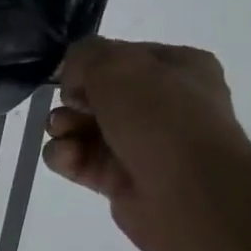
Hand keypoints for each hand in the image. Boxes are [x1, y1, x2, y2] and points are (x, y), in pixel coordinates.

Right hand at [42, 36, 250, 250]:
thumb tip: (71, 75)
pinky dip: (65, 157)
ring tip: (63, 135)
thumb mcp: (117, 66)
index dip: (90, 65)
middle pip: (96, 95)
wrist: (187, 194)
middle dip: (72, 100)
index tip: (74, 77)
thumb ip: (85, 56)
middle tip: (72, 108)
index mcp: (178, 69)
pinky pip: (79, 161)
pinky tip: (67, 158)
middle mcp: (162, 105)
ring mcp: (141, 145)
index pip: (120, 57)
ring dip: (62, 128)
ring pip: (82, 128)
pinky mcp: (119, 180)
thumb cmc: (160, 118)